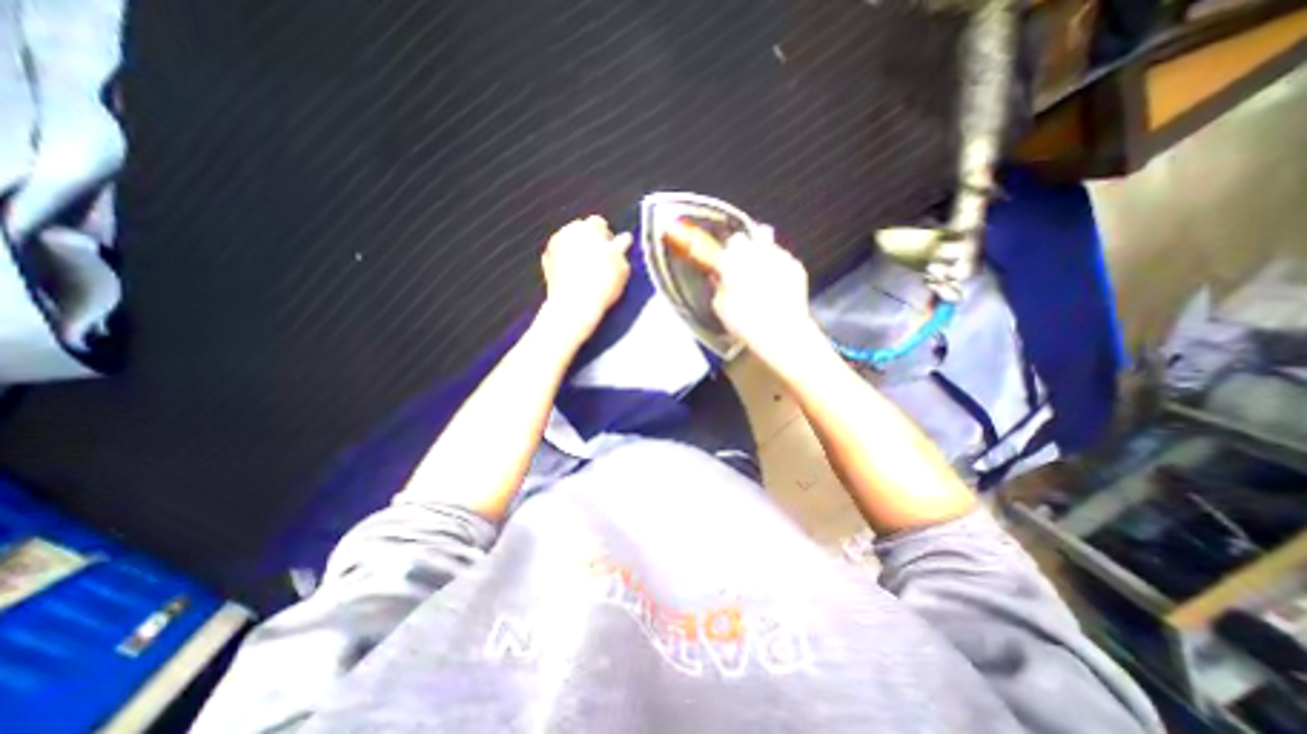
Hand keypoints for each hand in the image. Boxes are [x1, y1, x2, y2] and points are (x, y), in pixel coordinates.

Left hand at [535, 214, 627, 342]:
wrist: (574, 305)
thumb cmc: (602, 284)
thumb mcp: (622, 266)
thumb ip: (622, 249)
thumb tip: (625, 239)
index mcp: (589, 227)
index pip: (600, 224)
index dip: (607, 238)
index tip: (612, 252)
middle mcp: (568, 230)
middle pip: (582, 230)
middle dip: (590, 242)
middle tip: (601, 262)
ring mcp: (554, 245)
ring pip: (569, 242)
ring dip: (577, 251)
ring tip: (588, 272)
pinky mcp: (546, 261)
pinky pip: (559, 256)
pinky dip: (566, 262)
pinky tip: (575, 277)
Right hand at [712, 226, 818, 374]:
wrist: (780, 331)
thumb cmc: (744, 321)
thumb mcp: (720, 307)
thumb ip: (718, 288)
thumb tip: (719, 278)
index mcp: (732, 260)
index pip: (725, 245)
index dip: (724, 254)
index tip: (723, 264)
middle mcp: (756, 252)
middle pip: (749, 235)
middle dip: (744, 246)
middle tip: (742, 263)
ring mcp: (778, 257)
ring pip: (768, 245)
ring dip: (763, 255)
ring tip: (762, 275)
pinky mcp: (796, 266)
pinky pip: (784, 260)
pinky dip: (779, 268)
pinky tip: (777, 285)